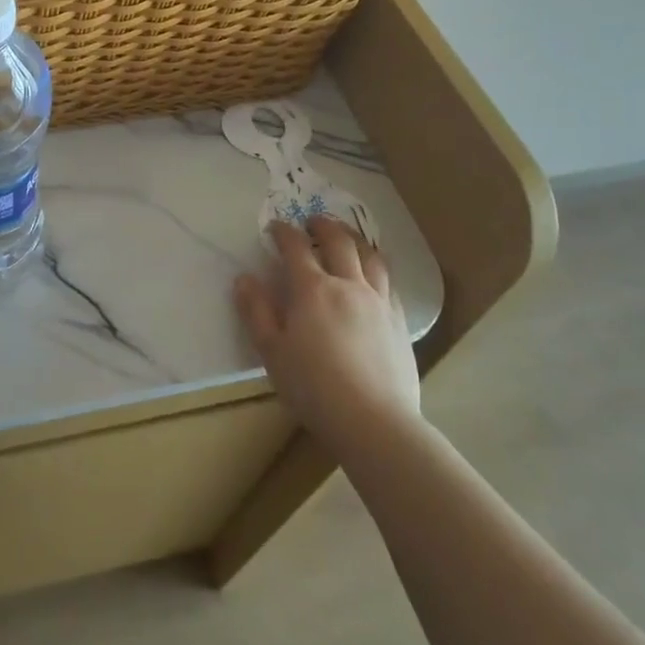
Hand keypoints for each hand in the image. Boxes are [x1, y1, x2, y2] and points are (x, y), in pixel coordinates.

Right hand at [235, 215, 422, 449]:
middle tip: (312, 222)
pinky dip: (377, 268)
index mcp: (313, 290)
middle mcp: (348, 285)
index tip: (275, 227)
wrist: (374, 422)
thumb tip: (244, 279)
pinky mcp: (399, 321)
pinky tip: (374, 275)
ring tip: (347, 237)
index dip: (283, 232)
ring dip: (355, 239)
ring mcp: (379, 302)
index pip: (295, 248)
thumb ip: (256, 312)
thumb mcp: (272, 352)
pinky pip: (390, 282)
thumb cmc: (314, 388)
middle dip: (323, 226)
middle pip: (339, 242)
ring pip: (371, 256)